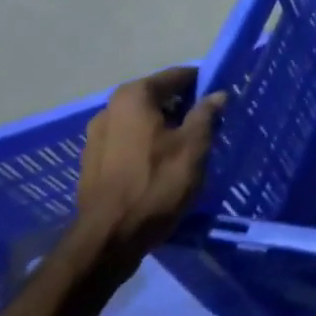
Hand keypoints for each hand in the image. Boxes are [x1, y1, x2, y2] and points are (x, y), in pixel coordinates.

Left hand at [75, 67, 225, 275]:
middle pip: (158, 97)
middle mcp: (110, 108)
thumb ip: (207, 114)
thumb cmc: (156, 184)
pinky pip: (129, 141)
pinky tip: (163, 164)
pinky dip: (148, 144)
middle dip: (185, 107)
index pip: (178, 76)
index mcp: (134, 96)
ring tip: (188, 147)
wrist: (108, 239)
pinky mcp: (93, 161)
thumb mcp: (194, 146)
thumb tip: (217, 94)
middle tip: (210, 125)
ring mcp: (96, 136)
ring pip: (143, 120)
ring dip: (166, 127)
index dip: (204, 84)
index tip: (222, 99)